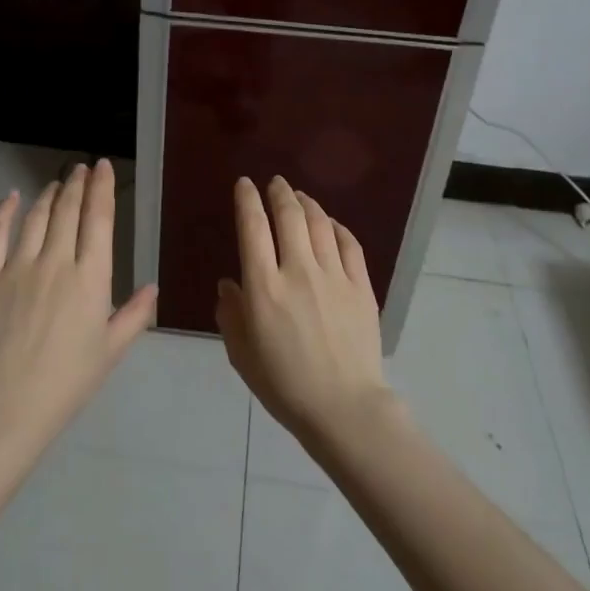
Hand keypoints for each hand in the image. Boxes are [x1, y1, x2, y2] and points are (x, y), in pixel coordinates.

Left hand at [0, 159, 157, 456]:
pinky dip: (4, 212)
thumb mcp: (111, 350)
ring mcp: (18, 267)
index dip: (101, 189)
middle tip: (81, 168)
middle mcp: (56, 262)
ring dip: (48, 195)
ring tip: (57, 182)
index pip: (98, 220)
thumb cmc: (68, 380)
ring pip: (36, 218)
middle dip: (77, 184)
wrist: (10, 403)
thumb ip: (134, 314)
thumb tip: (152, 286)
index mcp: (90, 278)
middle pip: (68, 211)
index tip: (102, 168)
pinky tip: (11, 197)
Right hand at [216, 176, 391, 440]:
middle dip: (279, 193)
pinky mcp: (360, 286)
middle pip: (289, 216)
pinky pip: (349, 244)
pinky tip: (331, 224)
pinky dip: (337, 227)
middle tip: (275, 183)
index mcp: (263, 287)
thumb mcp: (241, 354)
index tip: (245, 184)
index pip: (253, 228)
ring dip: (307, 204)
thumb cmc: (284, 385)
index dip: (248, 200)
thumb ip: (231, 314)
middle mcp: (298, 271)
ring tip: (300, 197)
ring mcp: (333, 276)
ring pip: (320, 224)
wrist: (343, 407)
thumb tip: (229, 285)